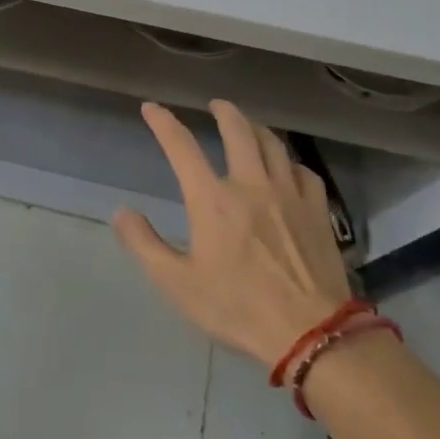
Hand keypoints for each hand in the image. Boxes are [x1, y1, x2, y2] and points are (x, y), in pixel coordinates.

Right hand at [116, 99, 353, 370]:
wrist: (311, 333)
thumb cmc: (237, 308)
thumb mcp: (177, 284)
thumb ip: (145, 245)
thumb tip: (122, 212)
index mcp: (212, 200)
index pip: (182, 147)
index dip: (163, 122)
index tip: (151, 108)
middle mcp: (250, 185)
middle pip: (238, 130)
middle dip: (224, 111)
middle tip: (215, 105)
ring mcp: (289, 195)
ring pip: (273, 144)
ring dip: (257, 128)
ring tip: (249, 126)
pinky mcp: (318, 211)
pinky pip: (303, 171)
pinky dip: (289, 162)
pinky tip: (287, 168)